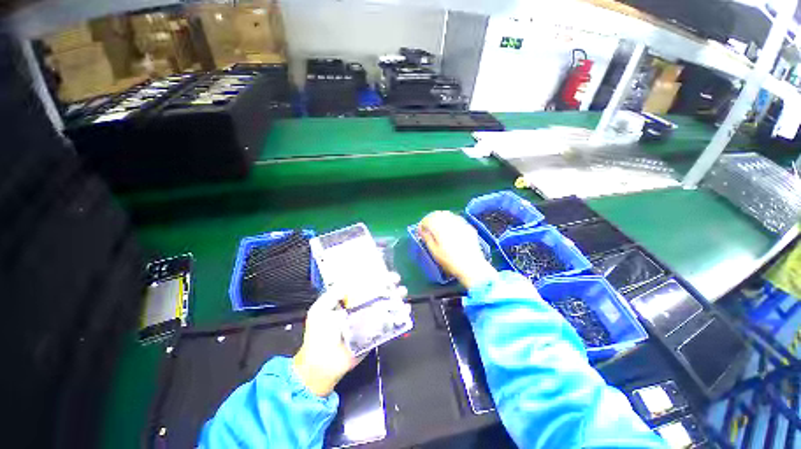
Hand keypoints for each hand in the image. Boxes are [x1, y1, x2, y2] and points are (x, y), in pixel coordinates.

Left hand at [293, 273, 405, 396]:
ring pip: (384, 305)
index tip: (381, 270)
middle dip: (387, 284)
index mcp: (347, 301)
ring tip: (402, 291)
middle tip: (396, 279)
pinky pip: (388, 322)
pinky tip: (405, 309)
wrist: (322, 365)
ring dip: (395, 297)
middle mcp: (360, 308)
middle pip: (376, 292)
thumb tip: (349, 280)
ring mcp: (368, 320)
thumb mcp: (320, 310)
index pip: (362, 284)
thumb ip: (333, 294)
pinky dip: (398, 315)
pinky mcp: (375, 333)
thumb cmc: (318, 335)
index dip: (372, 276)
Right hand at [419, 211, 496, 288]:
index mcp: (439, 227)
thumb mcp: (434, 251)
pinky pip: (457, 219)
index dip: (422, 224)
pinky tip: (451, 230)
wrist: (471, 266)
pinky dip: (451, 222)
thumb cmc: (449, 260)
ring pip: (448, 214)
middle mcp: (450, 221)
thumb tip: (422, 230)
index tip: (420, 231)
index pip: (427, 219)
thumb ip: (427, 238)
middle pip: (437, 214)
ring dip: (441, 219)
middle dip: (431, 219)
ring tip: (439, 229)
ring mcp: (460, 223)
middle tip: (428, 228)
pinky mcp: (468, 227)